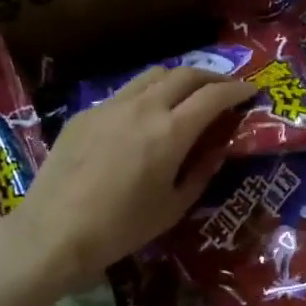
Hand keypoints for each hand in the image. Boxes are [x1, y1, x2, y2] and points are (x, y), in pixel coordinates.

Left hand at [13, 67, 255, 294]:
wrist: (54, 232)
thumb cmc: (121, 228)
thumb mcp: (173, 207)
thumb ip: (201, 173)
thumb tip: (216, 150)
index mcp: (171, 132)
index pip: (214, 96)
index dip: (237, 89)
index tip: (251, 91)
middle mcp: (144, 108)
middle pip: (185, 74)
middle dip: (211, 77)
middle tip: (224, 89)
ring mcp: (110, 106)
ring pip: (153, 75)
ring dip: (178, 79)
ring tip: (187, 95)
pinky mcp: (86, 114)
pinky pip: (125, 93)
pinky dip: (146, 96)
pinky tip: (144, 118)